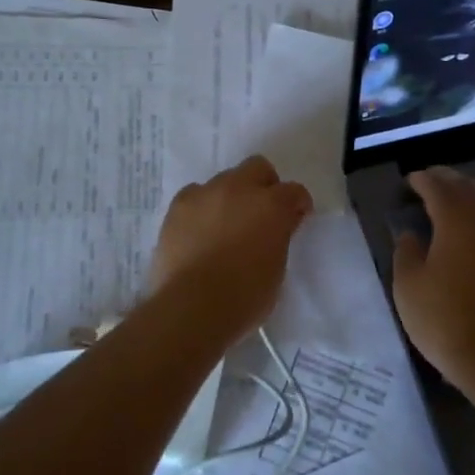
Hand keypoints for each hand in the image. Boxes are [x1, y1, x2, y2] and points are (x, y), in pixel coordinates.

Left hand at [150, 156, 313, 334]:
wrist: (191, 307)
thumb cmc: (243, 297)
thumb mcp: (276, 269)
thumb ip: (279, 238)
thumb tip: (277, 227)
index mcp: (271, 205)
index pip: (294, 191)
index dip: (298, 204)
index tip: (296, 219)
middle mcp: (239, 189)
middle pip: (258, 168)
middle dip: (264, 185)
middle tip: (261, 213)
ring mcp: (205, 193)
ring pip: (224, 180)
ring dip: (231, 196)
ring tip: (225, 224)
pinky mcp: (177, 206)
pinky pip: (196, 194)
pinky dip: (203, 206)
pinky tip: (200, 229)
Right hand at [392, 166, 474, 388]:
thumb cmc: (445, 318)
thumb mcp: (408, 286)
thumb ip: (407, 252)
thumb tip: (412, 234)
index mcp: (457, 218)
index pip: (437, 186)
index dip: (422, 180)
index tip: (410, 181)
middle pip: (469, 188)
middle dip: (449, 181)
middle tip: (432, 182)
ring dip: (474, 196)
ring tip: (459, 201)